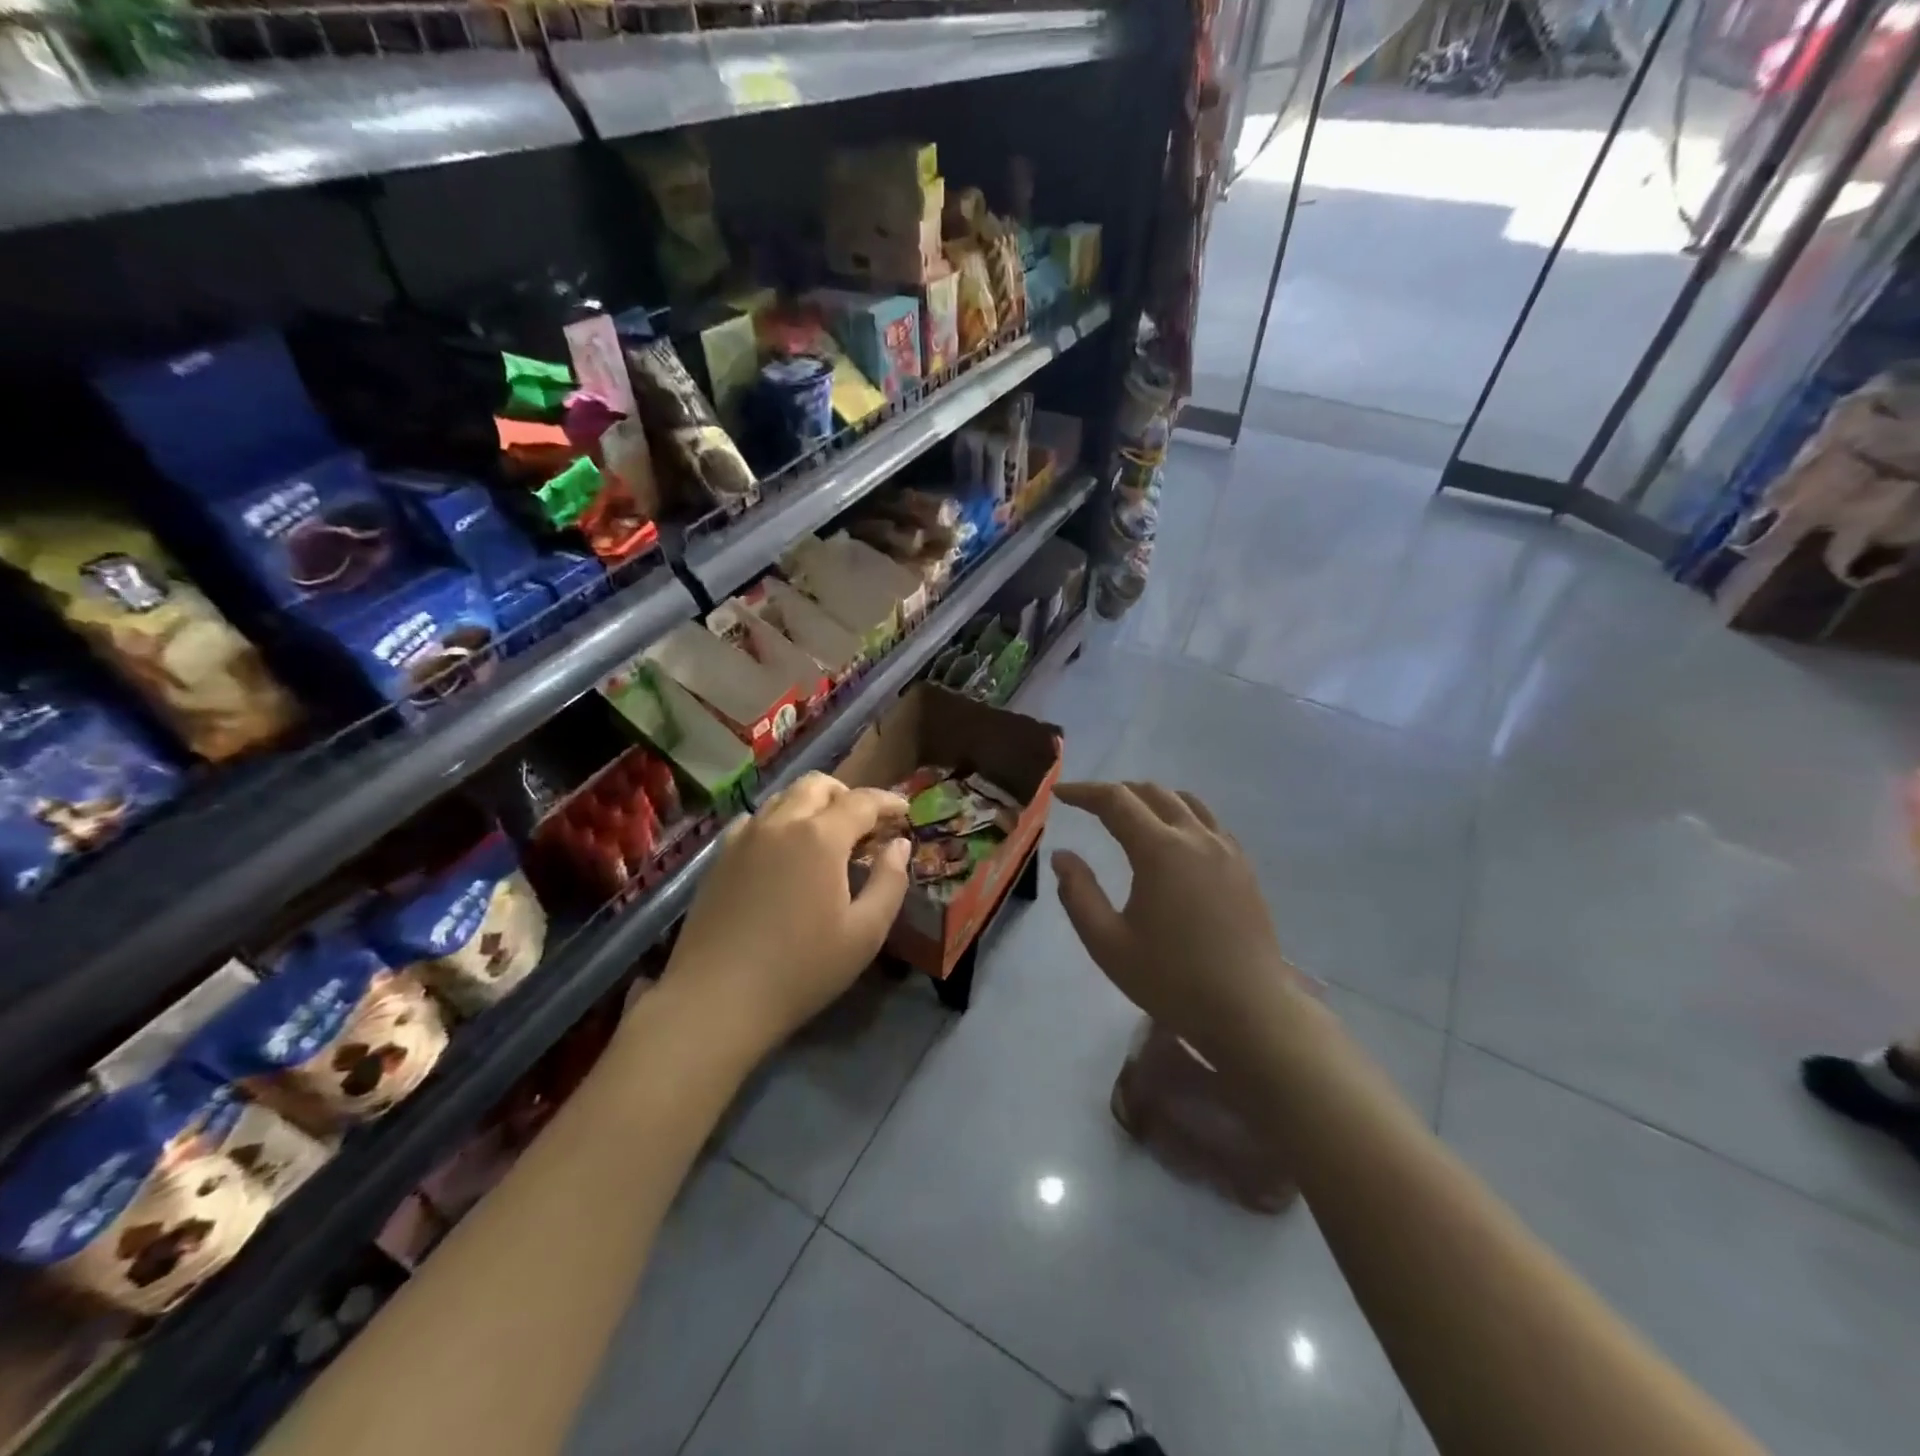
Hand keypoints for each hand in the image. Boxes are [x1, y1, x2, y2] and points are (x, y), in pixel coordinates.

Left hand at [665, 772, 910, 1046]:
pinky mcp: (719, 857)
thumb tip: (899, 845)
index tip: (905, 811)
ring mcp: (743, 837)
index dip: (888, 801)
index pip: (862, 801)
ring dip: (812, 805)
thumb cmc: (801, 969)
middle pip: (818, 785)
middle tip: (865, 825)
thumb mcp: (865, 933)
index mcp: (820, 837)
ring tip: (827, 837)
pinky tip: (783, 852)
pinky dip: (779, 822)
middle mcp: (780, 823)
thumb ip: (890, 881)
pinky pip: (755, 820)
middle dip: (848, 795)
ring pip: (783, 798)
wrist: (716, 1000)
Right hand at [1052, 781, 1313, 1067]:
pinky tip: (1173, 839)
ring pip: (1185, 801)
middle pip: (1152, 792)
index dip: (1084, 792)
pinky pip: (1209, 822)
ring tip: (1129, 814)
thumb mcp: (1107, 943)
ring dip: (1150, 798)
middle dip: (1115, 791)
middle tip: (1088, 805)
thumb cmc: (1171, 980)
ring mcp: (1226, 850)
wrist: (1249, 1012)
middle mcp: (1196, 838)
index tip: (1058, 794)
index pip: (1115, 801)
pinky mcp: (1244, 867)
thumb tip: (1062, 856)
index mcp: (1160, 851)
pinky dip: (1181, 814)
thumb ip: (1078, 894)